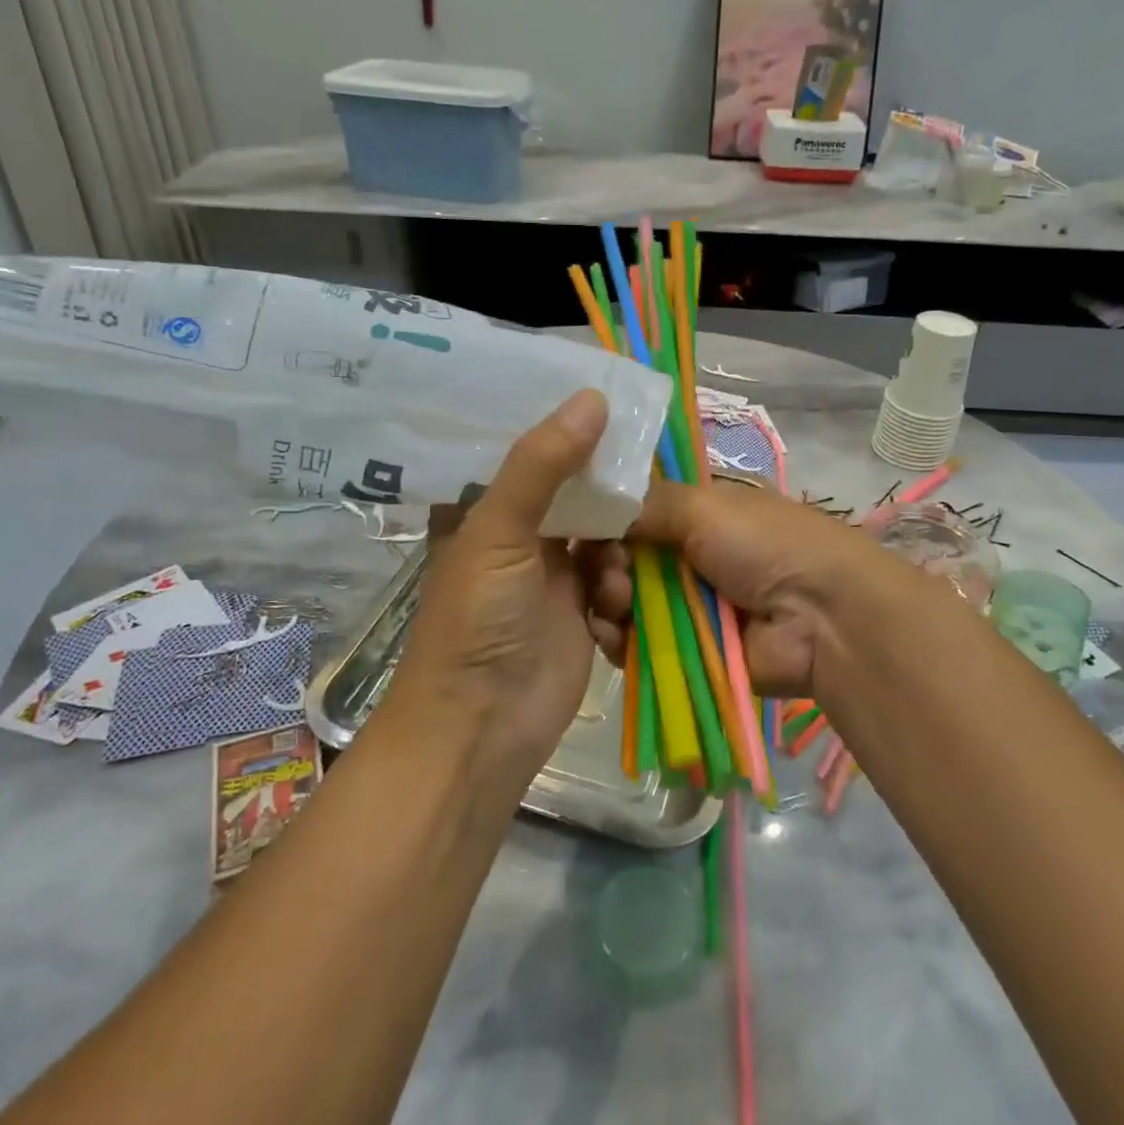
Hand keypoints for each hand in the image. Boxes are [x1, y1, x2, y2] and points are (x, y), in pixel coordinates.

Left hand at [386, 390, 610, 778]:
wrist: (483, 727)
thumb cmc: (477, 620)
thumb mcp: (498, 532)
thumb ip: (542, 464)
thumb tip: (593, 397)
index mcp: (485, 508)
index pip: (529, 449)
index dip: (566, 425)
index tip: (611, 396)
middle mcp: (520, 533)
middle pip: (575, 489)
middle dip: (606, 486)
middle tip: (647, 463)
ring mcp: (554, 573)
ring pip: (604, 532)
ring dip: (617, 547)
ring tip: (609, 573)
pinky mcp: (583, 610)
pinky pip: (616, 577)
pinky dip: (620, 587)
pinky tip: (611, 608)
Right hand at [584, 477, 909, 701]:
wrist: (822, 619)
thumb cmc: (766, 546)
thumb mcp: (705, 506)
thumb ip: (645, 503)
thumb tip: (595, 501)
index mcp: (696, 514)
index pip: (632, 512)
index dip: (605, 519)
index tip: (584, 526)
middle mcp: (685, 556)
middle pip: (620, 558)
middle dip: (603, 564)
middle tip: (611, 572)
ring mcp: (683, 605)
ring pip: (621, 602)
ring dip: (606, 600)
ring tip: (615, 602)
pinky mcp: (682, 650)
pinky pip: (633, 644)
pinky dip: (617, 639)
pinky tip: (610, 634)